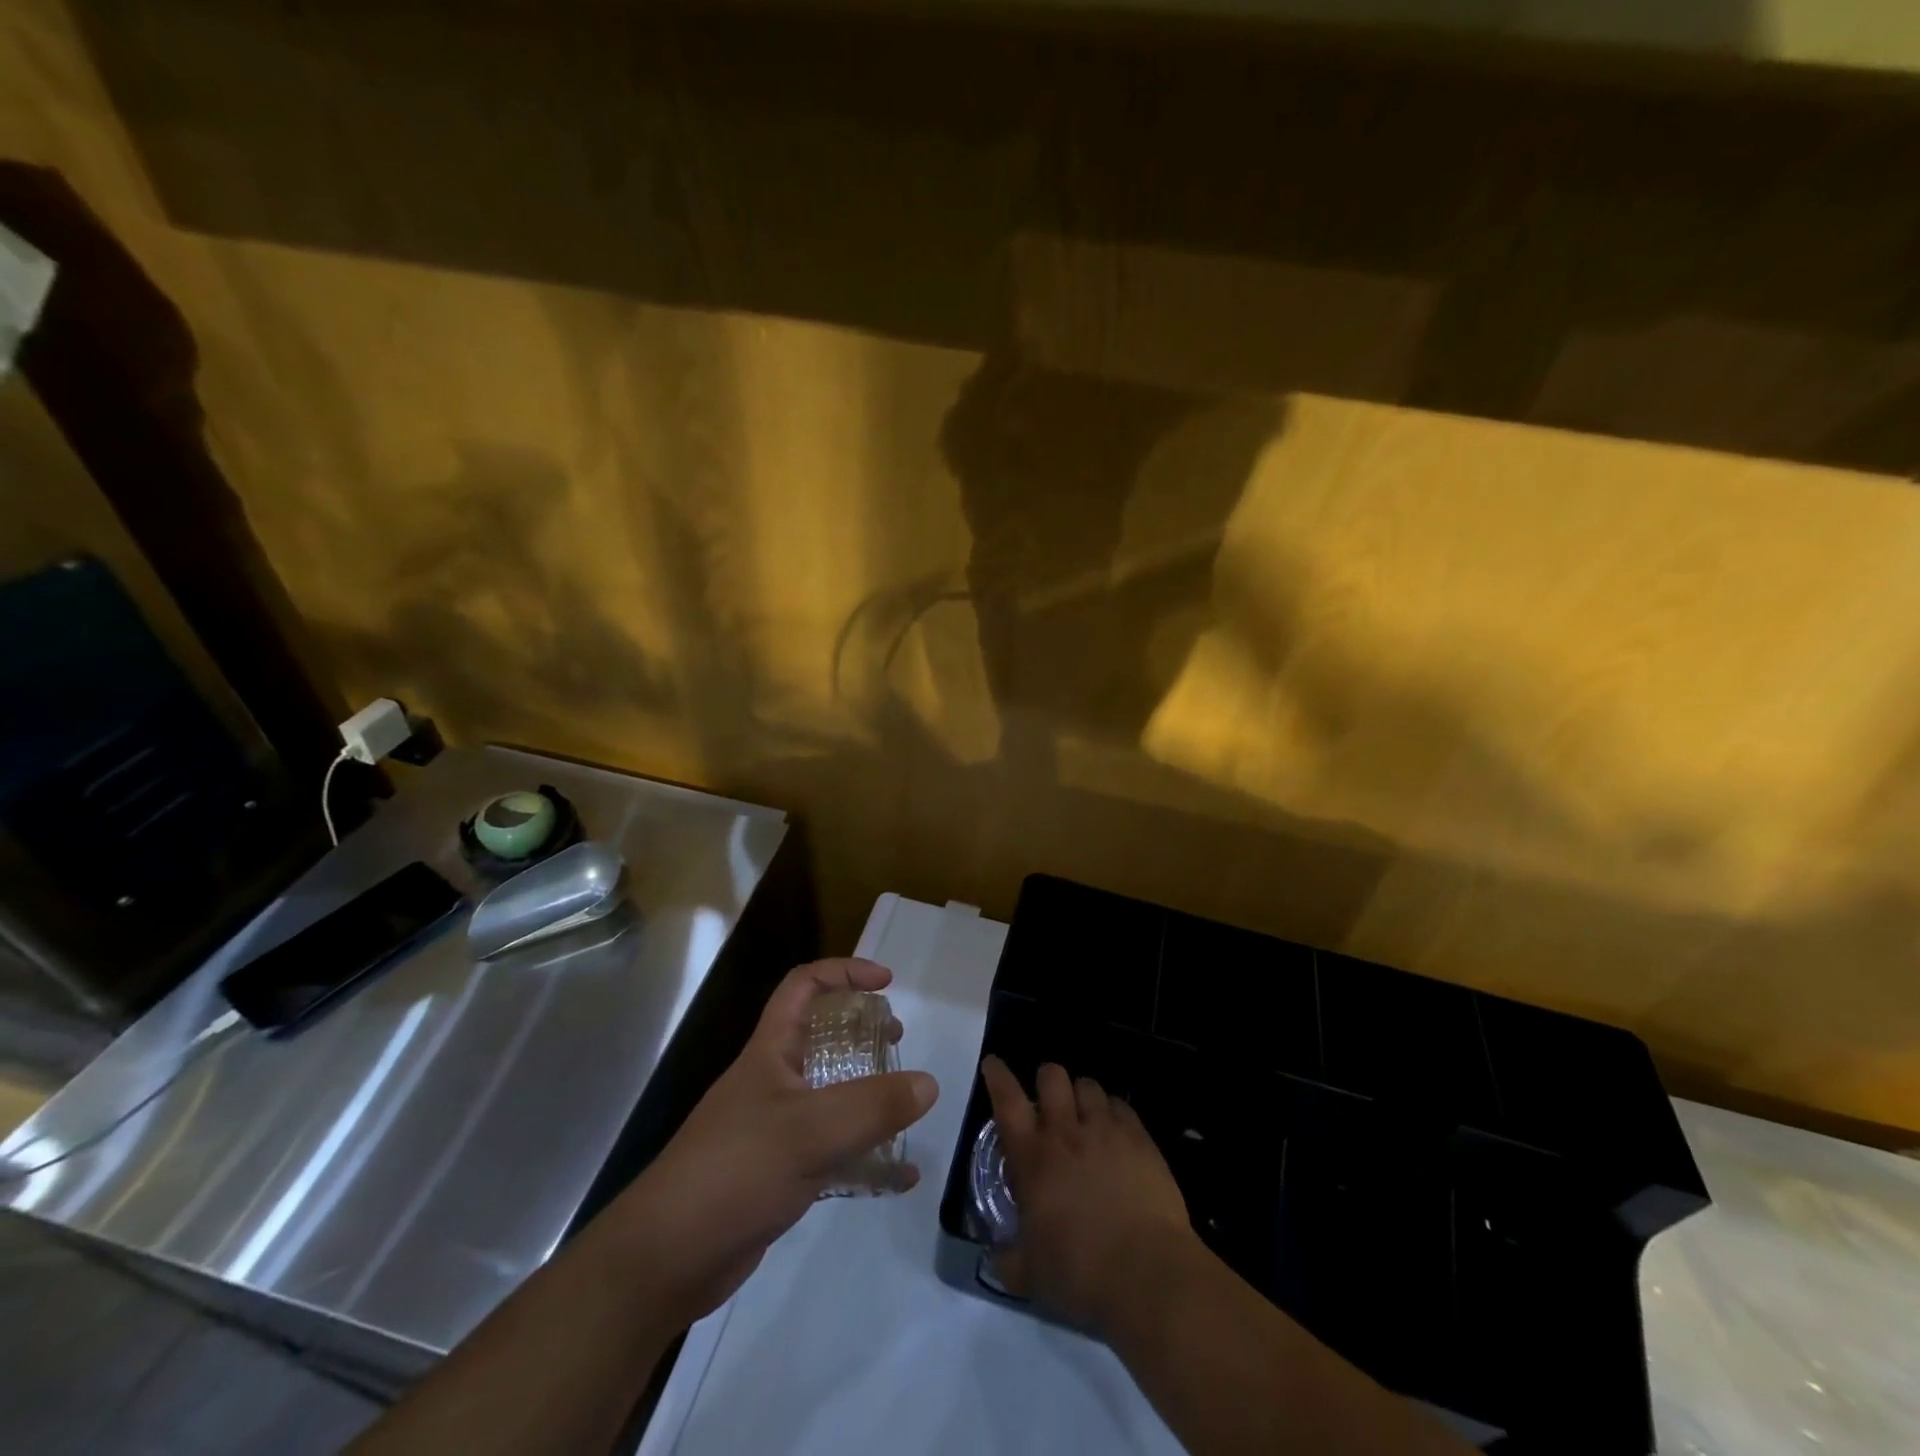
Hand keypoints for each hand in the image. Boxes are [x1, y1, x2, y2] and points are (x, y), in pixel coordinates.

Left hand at [615, 959, 938, 1325]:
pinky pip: (831, 1150)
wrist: (666, 1260)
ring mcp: (774, 1128)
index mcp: (771, 1051)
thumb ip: (872, 1106)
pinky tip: (897, 1177)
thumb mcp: (809, 1131)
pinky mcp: (779, 1173)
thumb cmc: (734, 1171)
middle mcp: (773, 1080)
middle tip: (895, 1040)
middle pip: (820, 1035)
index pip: (804, 986)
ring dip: (867, 1091)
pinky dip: (865, 1155)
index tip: (886, 983)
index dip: (844, 972)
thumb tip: (929, 1084)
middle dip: (860, 1029)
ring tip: (903, 1102)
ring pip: (829, 1093)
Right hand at [981, 1055, 1192, 1334]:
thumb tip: (995, 1254)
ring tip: (1084, 1117)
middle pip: (1051, 1075)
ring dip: (1080, 1096)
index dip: (997, 1076)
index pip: (1007, 1100)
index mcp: (1033, 1158)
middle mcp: (1066, 1132)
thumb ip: (1007, 1258)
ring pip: (1087, 1084)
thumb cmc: (1081, 1274)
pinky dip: (1112, 1111)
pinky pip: (1120, 1104)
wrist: (1148, 1275)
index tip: (993, 1064)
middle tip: (1048, 1104)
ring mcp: (1105, 1130)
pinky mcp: (1139, 1138)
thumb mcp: (1030, 1276)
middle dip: (1046, 1081)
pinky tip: (1115, 1132)